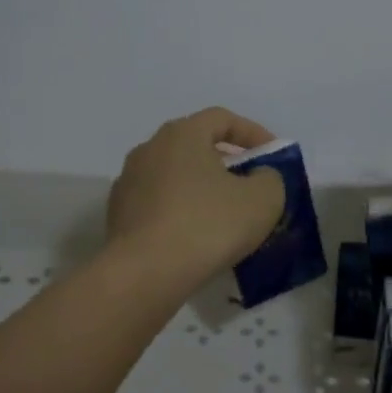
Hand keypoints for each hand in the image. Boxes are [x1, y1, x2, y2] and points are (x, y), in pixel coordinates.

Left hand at [107, 108, 286, 283]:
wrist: (144, 273)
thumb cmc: (207, 225)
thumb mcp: (262, 200)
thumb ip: (270, 178)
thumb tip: (259, 177)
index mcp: (182, 134)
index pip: (222, 119)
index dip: (253, 133)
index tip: (273, 155)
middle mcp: (149, 149)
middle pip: (196, 146)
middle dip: (227, 163)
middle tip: (251, 185)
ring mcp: (129, 182)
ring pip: (176, 176)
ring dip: (202, 189)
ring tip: (225, 215)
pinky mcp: (119, 215)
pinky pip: (160, 204)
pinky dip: (181, 212)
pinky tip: (196, 238)